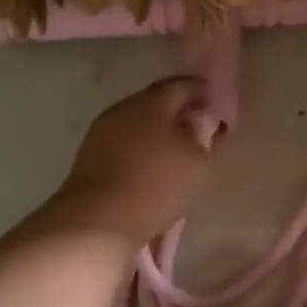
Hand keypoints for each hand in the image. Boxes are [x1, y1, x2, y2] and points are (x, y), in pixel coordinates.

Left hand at [41, 77, 218, 247]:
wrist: (98, 221)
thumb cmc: (157, 185)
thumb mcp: (198, 162)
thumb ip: (204, 136)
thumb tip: (201, 120)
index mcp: (150, 103)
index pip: (180, 85)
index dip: (201, 91)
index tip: (216, 103)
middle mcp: (122, 109)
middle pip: (155, 103)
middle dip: (178, 112)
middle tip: (199, 127)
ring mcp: (101, 133)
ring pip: (137, 124)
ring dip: (158, 132)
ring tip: (177, 150)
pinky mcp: (89, 157)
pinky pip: (124, 144)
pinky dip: (141, 148)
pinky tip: (151, 166)